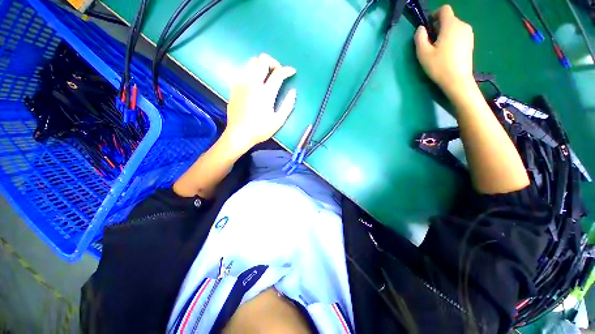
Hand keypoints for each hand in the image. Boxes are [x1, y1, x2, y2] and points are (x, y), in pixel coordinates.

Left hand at [224, 54, 296, 152]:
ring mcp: (241, 83)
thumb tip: (293, 91)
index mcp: (265, 93)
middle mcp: (252, 83)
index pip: (278, 73)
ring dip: (262, 64)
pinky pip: (243, 69)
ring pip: (251, 61)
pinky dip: (251, 70)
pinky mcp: (234, 86)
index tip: (292, 71)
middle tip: (278, 73)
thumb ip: (287, 105)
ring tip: (267, 74)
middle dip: (274, 63)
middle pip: (263, 60)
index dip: (287, 70)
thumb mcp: (278, 121)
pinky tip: (255, 80)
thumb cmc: (260, 130)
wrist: (239, 134)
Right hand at [414, 5, 474, 99]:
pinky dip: (452, 38)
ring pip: (454, 27)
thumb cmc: (439, 66)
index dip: (434, 14)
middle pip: (449, 19)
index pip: (444, 9)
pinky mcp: (471, 42)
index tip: (428, 27)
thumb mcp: (423, 53)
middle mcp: (462, 25)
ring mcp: (469, 34)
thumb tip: (421, 28)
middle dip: (438, 27)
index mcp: (451, 25)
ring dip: (445, 33)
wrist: (458, 80)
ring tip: (438, 49)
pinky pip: (459, 34)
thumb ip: (420, 38)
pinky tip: (447, 52)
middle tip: (430, 43)